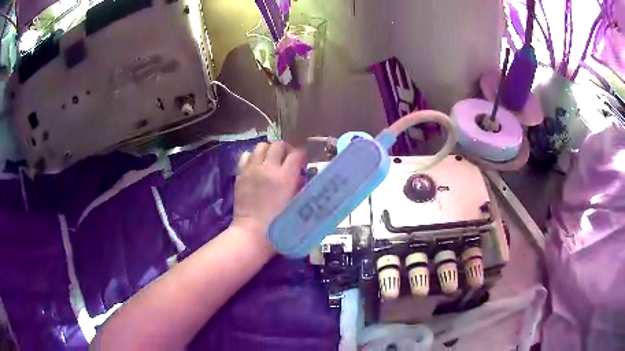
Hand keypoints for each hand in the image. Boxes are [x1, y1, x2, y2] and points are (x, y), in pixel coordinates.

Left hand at [232, 142, 305, 242]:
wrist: (252, 234)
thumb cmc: (279, 225)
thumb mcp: (296, 206)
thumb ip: (300, 188)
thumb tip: (301, 177)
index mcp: (285, 177)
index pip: (296, 154)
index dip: (301, 155)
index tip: (303, 160)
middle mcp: (268, 168)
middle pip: (278, 146)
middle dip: (285, 149)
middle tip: (287, 158)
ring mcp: (251, 170)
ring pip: (260, 147)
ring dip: (268, 150)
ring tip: (271, 160)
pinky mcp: (240, 175)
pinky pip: (246, 156)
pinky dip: (252, 157)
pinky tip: (256, 166)